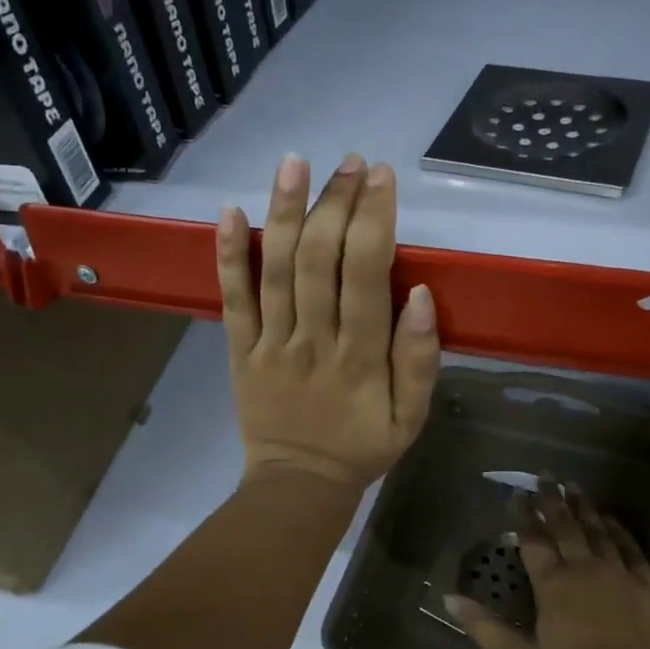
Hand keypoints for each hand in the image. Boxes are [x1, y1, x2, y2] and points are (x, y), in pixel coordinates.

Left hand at [218, 153, 439, 489]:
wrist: (298, 486)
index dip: (374, 220)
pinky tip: (228, 209)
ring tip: (294, 162)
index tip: (382, 177)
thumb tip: (423, 295)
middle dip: (335, 203)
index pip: (367, 275)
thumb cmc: (363, 447)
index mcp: (360, 357)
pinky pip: (232, 297)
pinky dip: (227, 254)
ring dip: (284, 211)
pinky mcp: (238, 349)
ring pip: (275, 268)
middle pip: (319, 260)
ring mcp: (270, 343)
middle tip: (350, 163)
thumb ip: (420, 359)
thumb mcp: (412, 417)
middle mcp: (313, 340)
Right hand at [448, 485, 649, 648]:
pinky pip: (630, 548)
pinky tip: (611, 520)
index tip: (516, 494)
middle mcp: (584, 568)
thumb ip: (486, 628)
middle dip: (552, 500)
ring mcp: (619, 573)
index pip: (533, 539)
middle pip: (565, 526)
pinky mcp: (648, 585)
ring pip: (597, 530)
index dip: (523, 515)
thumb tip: (449, 598)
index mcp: (553, 584)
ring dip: (584, 507)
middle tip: (545, 476)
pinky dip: (618, 530)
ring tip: (574, 486)